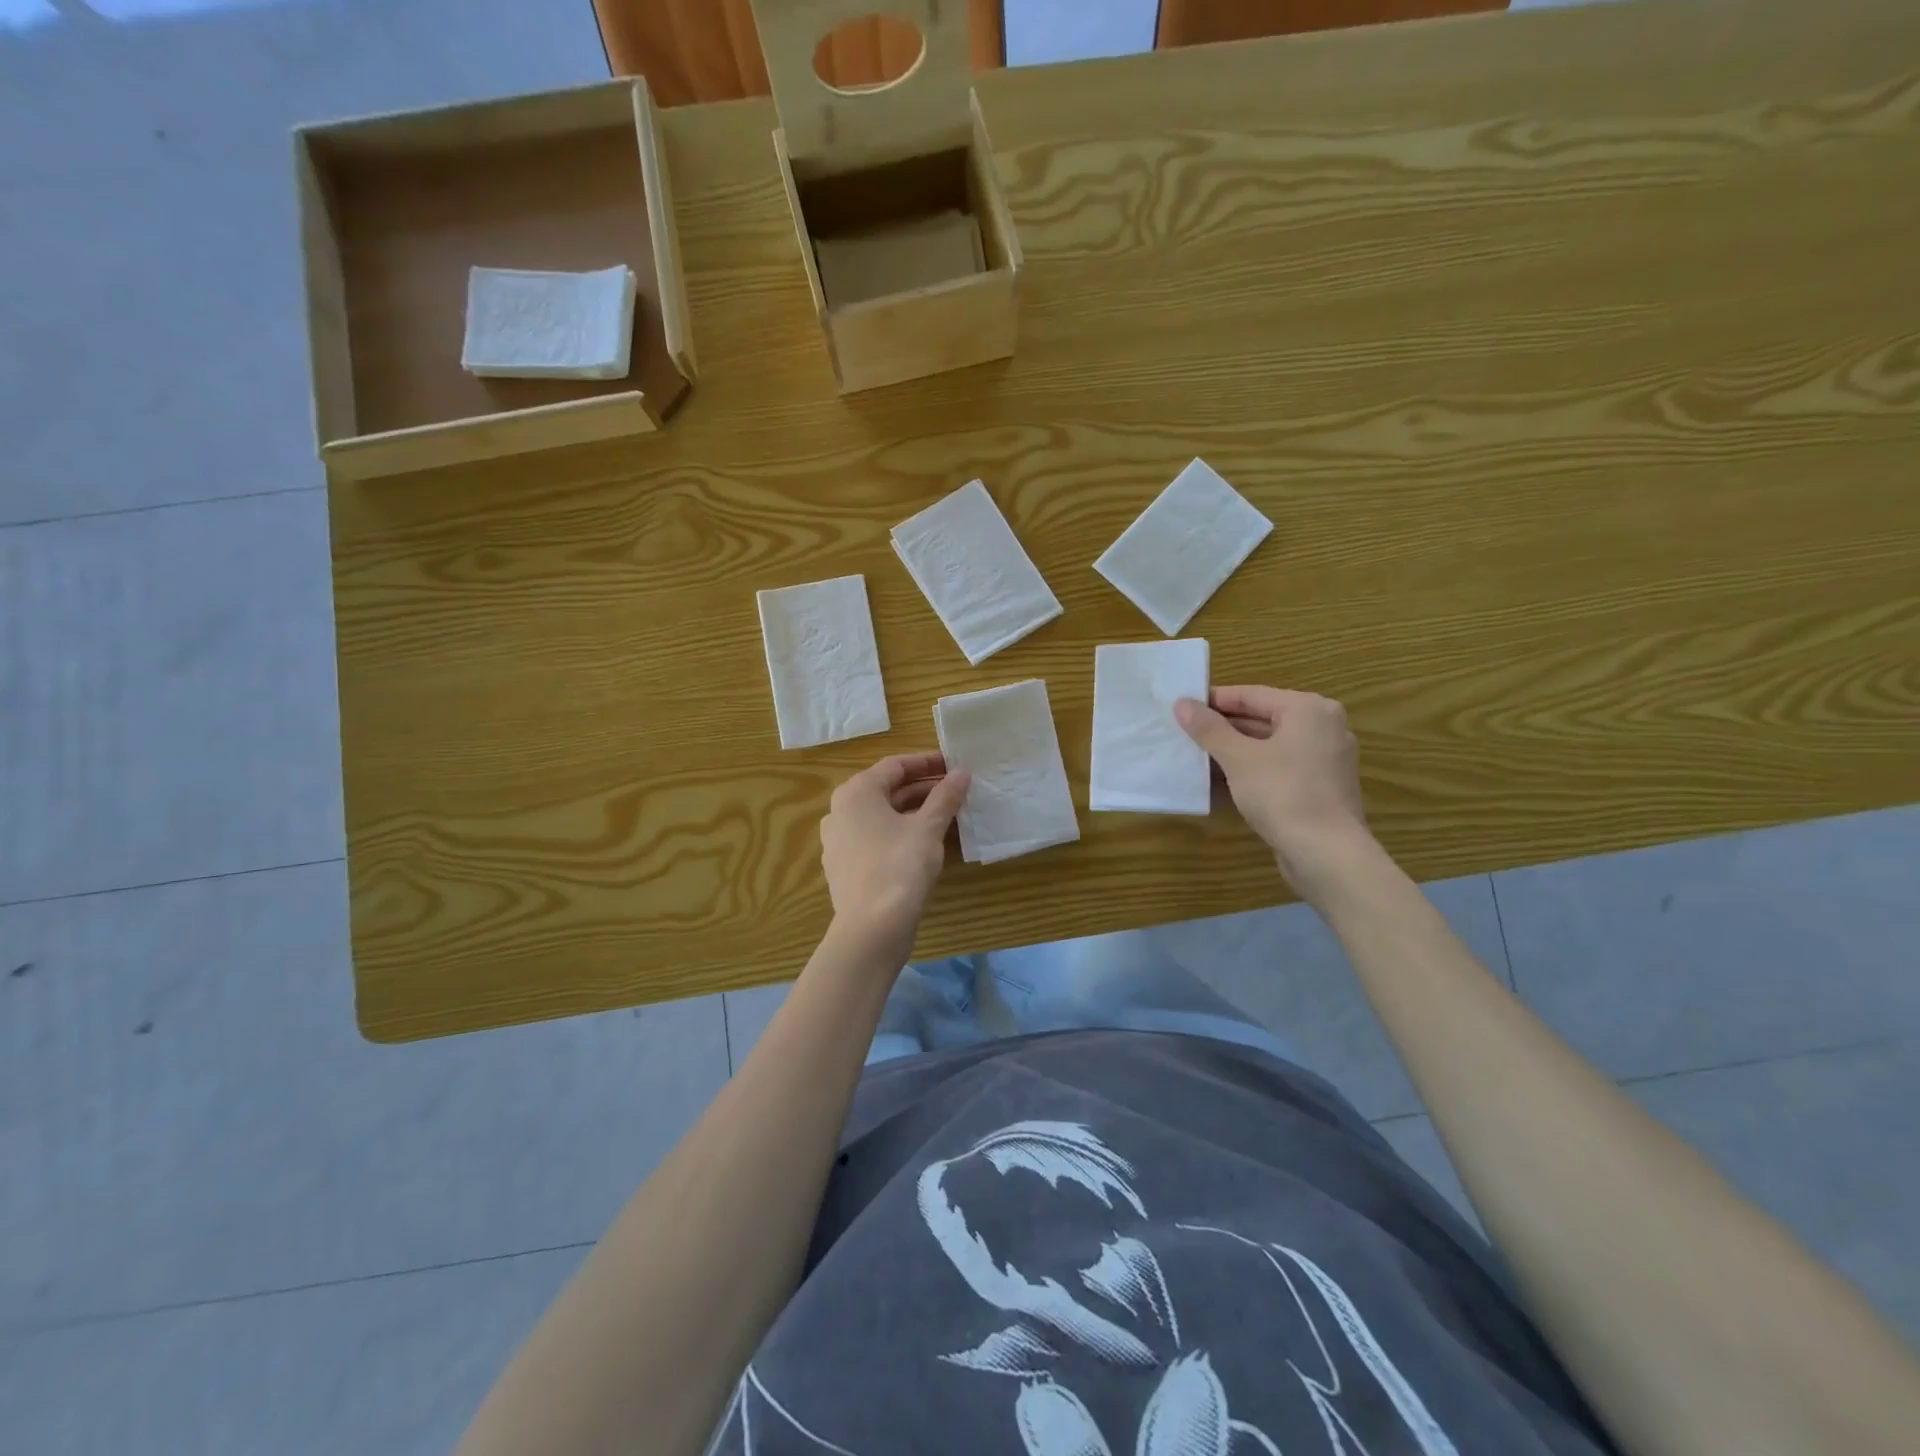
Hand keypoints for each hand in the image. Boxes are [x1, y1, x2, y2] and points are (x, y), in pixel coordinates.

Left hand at [819, 751, 970, 964]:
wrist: (871, 928)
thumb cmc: (899, 866)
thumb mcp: (928, 828)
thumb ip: (945, 797)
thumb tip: (961, 773)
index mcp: (856, 792)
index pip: (895, 765)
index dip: (927, 763)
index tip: (954, 765)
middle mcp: (841, 811)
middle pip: (887, 790)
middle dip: (924, 789)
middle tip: (957, 791)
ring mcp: (839, 841)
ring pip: (883, 817)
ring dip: (915, 812)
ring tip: (949, 816)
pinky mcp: (845, 867)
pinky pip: (877, 839)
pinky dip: (901, 834)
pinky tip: (927, 845)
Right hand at [1175, 687, 1371, 895]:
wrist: (1326, 854)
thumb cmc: (1282, 793)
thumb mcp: (1238, 758)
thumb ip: (1209, 729)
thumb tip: (1182, 704)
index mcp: (1308, 709)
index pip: (1251, 695)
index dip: (1213, 701)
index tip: (1181, 707)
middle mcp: (1323, 727)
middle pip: (1262, 719)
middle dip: (1222, 729)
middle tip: (1184, 733)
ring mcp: (1325, 760)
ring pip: (1269, 746)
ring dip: (1234, 752)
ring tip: (1195, 758)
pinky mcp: (1321, 788)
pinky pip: (1279, 769)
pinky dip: (1252, 771)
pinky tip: (1221, 783)